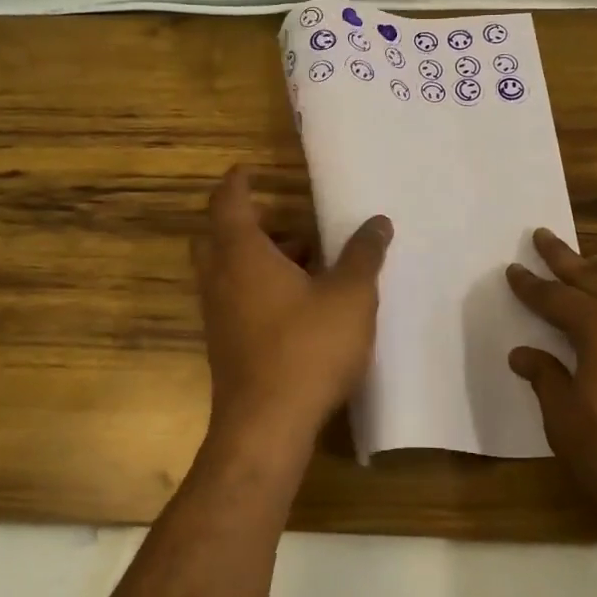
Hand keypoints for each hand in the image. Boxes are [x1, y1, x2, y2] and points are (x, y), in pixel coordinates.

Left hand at [193, 166, 392, 455]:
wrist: (266, 427)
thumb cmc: (307, 348)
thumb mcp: (350, 295)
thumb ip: (363, 254)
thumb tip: (378, 222)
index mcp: (242, 254)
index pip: (228, 202)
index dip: (237, 182)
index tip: (248, 169)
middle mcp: (221, 278)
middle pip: (222, 235)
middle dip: (253, 223)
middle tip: (289, 221)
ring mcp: (218, 314)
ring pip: (231, 270)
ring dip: (263, 258)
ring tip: (311, 261)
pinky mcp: (226, 344)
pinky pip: (238, 298)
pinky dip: (261, 287)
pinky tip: (302, 304)